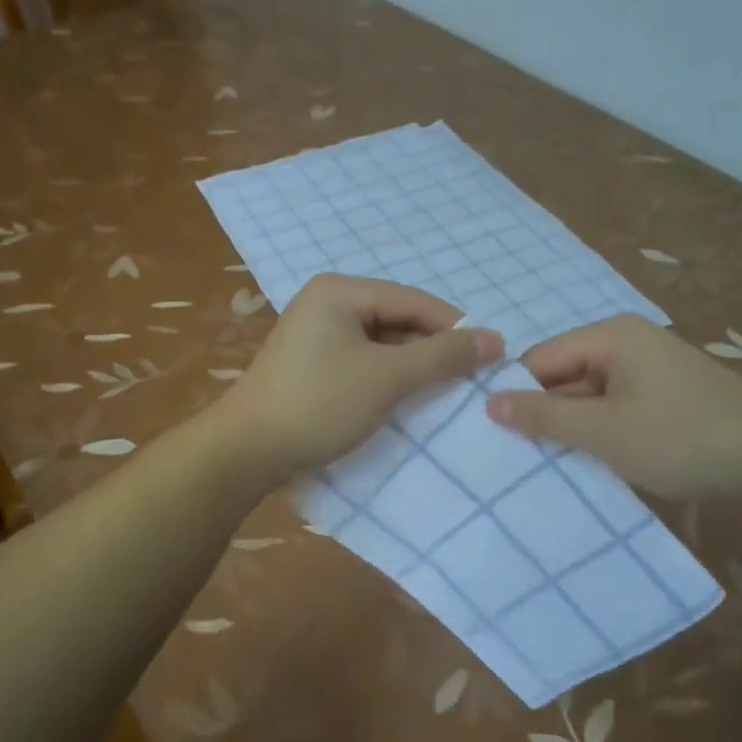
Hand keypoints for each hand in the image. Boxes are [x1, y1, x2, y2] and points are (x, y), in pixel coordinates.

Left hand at [217, 274, 502, 477]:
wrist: (246, 450)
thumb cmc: (320, 404)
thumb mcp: (388, 378)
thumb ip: (442, 356)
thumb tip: (495, 340)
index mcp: (340, 290)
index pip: (413, 300)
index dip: (455, 327)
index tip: (491, 357)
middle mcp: (325, 302)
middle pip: (396, 318)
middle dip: (432, 348)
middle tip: (469, 380)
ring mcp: (314, 333)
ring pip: (379, 342)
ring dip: (410, 366)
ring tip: (443, 393)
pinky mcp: (309, 363)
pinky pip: (360, 360)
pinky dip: (385, 377)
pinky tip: (404, 399)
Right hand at [485, 314, 741, 499]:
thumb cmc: (681, 437)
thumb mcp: (603, 431)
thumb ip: (543, 416)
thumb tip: (488, 402)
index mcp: (610, 336)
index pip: (540, 359)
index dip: (518, 394)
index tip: (500, 435)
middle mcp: (628, 341)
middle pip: (564, 374)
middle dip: (547, 413)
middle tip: (522, 456)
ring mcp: (651, 366)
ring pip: (591, 394)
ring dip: (576, 426)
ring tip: (554, 464)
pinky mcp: (668, 393)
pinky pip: (617, 405)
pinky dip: (604, 430)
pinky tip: (598, 459)